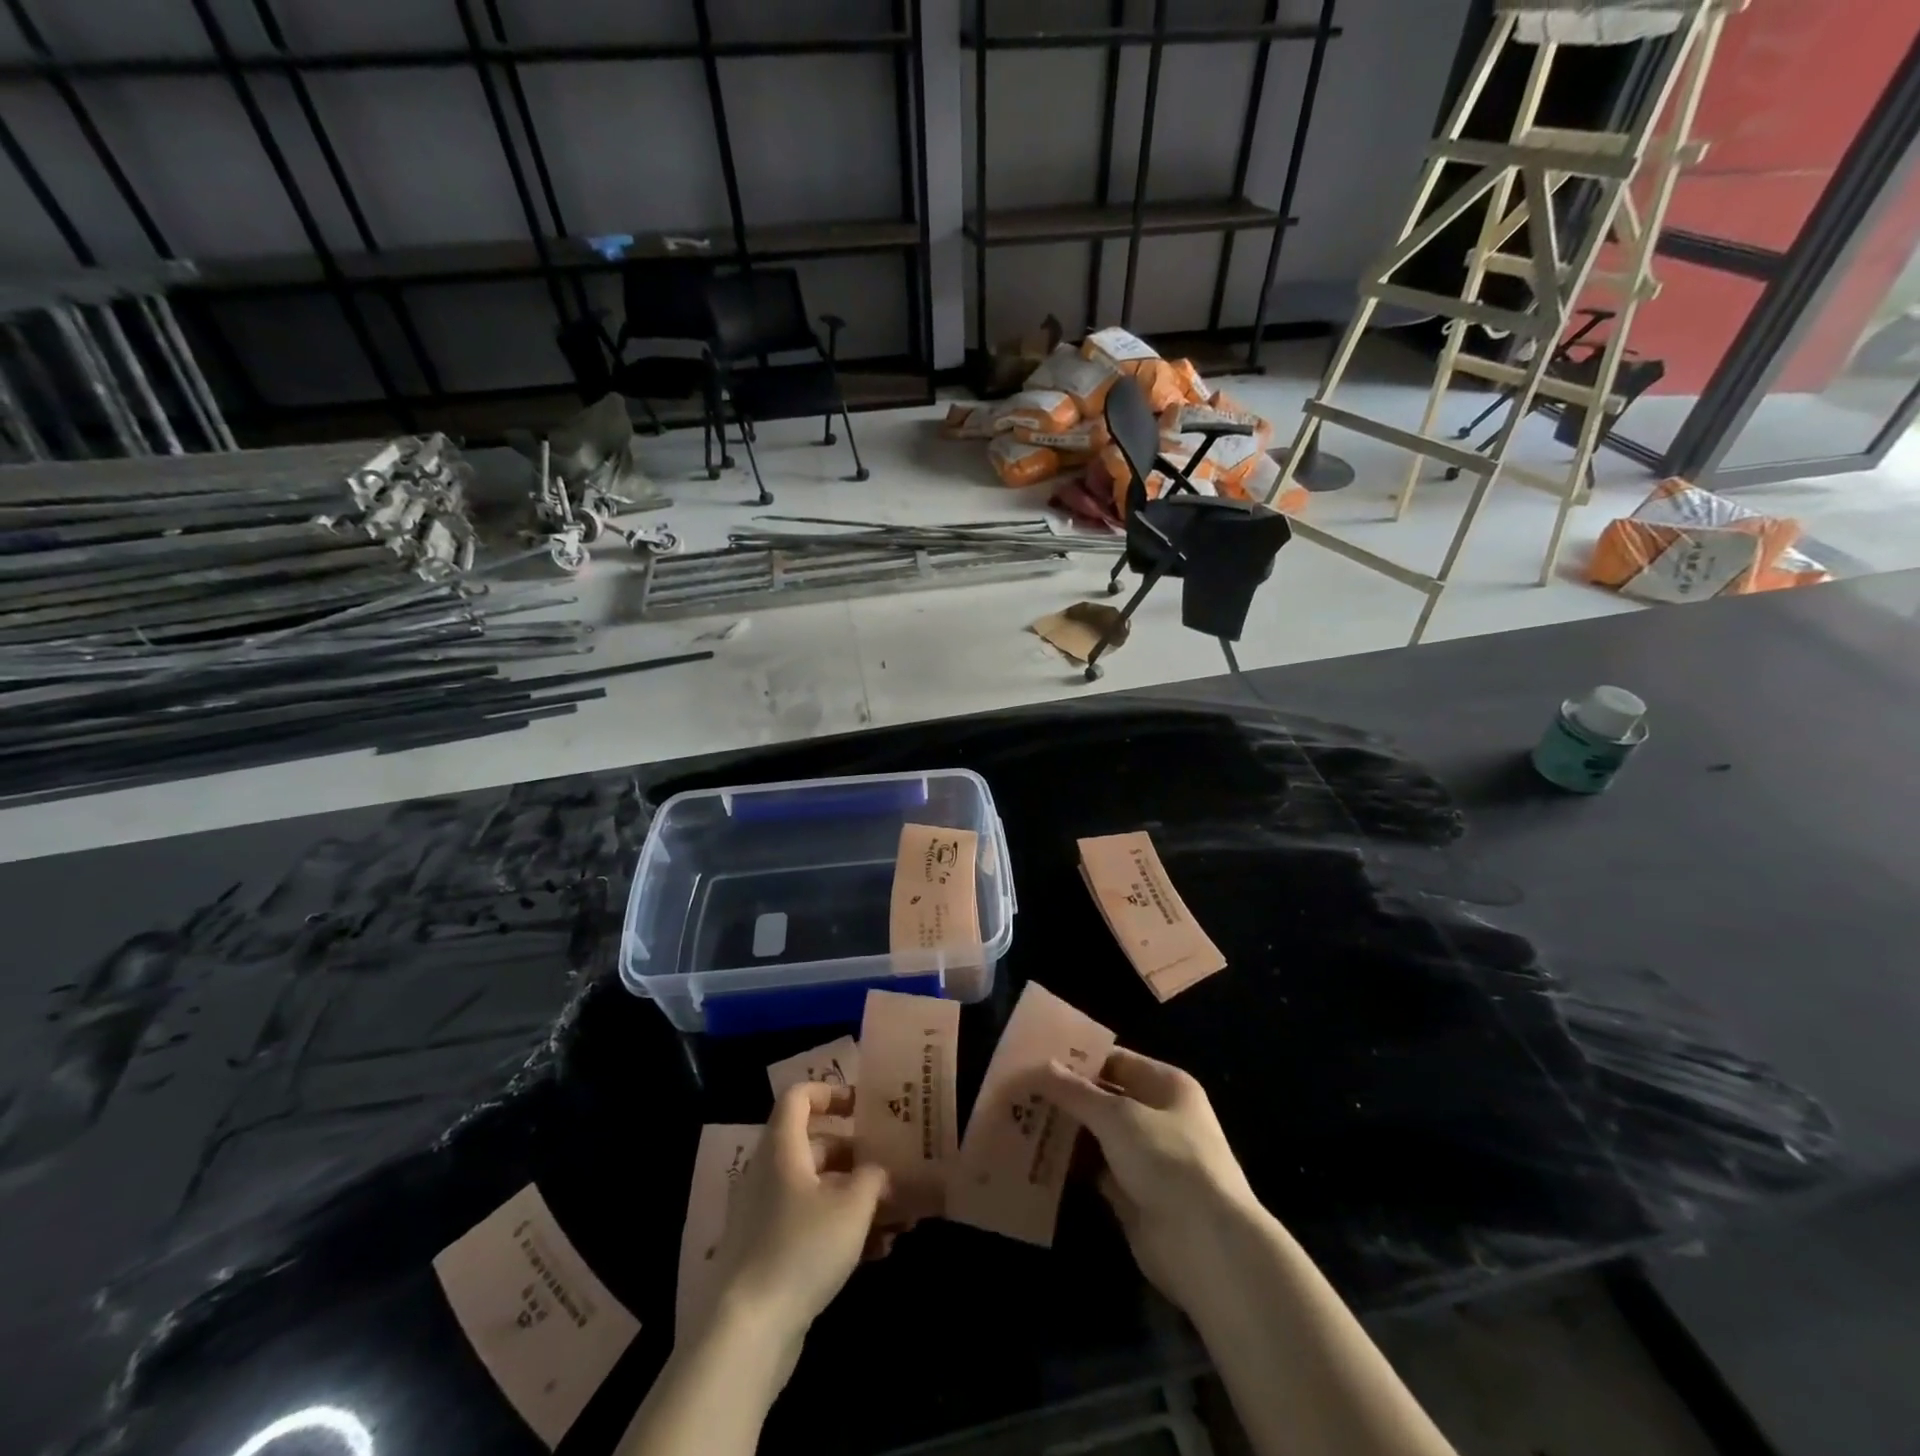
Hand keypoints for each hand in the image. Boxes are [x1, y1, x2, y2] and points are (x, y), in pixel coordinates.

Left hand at [698, 1083, 893, 1357]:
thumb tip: (880, 1172)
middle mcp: (770, 1173)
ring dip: (855, 1198)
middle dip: (857, 1155)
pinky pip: (810, 1224)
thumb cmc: (801, 1248)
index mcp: (783, 1147)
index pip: (799, 1096)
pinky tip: (877, 1252)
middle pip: (815, 1144)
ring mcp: (766, 1214)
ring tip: (896, 1217)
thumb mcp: (852, 1207)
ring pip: (817, 1189)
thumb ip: (873, 1178)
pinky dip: (840, 1229)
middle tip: (892, 1168)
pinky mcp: (769, 1252)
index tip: (863, 1107)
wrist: (747, 1331)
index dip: (830, 1092)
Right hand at [1042, 1048, 1261, 1312]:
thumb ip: (1075, 1092)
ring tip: (1018, 1118)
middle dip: (1065, 1096)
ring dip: (1065, 1130)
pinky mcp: (1133, 1194)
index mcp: (1166, 1085)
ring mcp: (1147, 1157)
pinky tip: (1035, 1157)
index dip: (1077, 1058)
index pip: (1115, 1059)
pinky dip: (1071, 1165)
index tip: (1035, 1056)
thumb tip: (1037, 1067)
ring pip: (1097, 1135)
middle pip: (1104, 1097)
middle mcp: (1158, 1116)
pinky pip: (1096, 1170)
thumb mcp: (1117, 1116)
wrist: (1205, 1245)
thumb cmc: (1167, 1160)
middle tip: (1019, 1088)